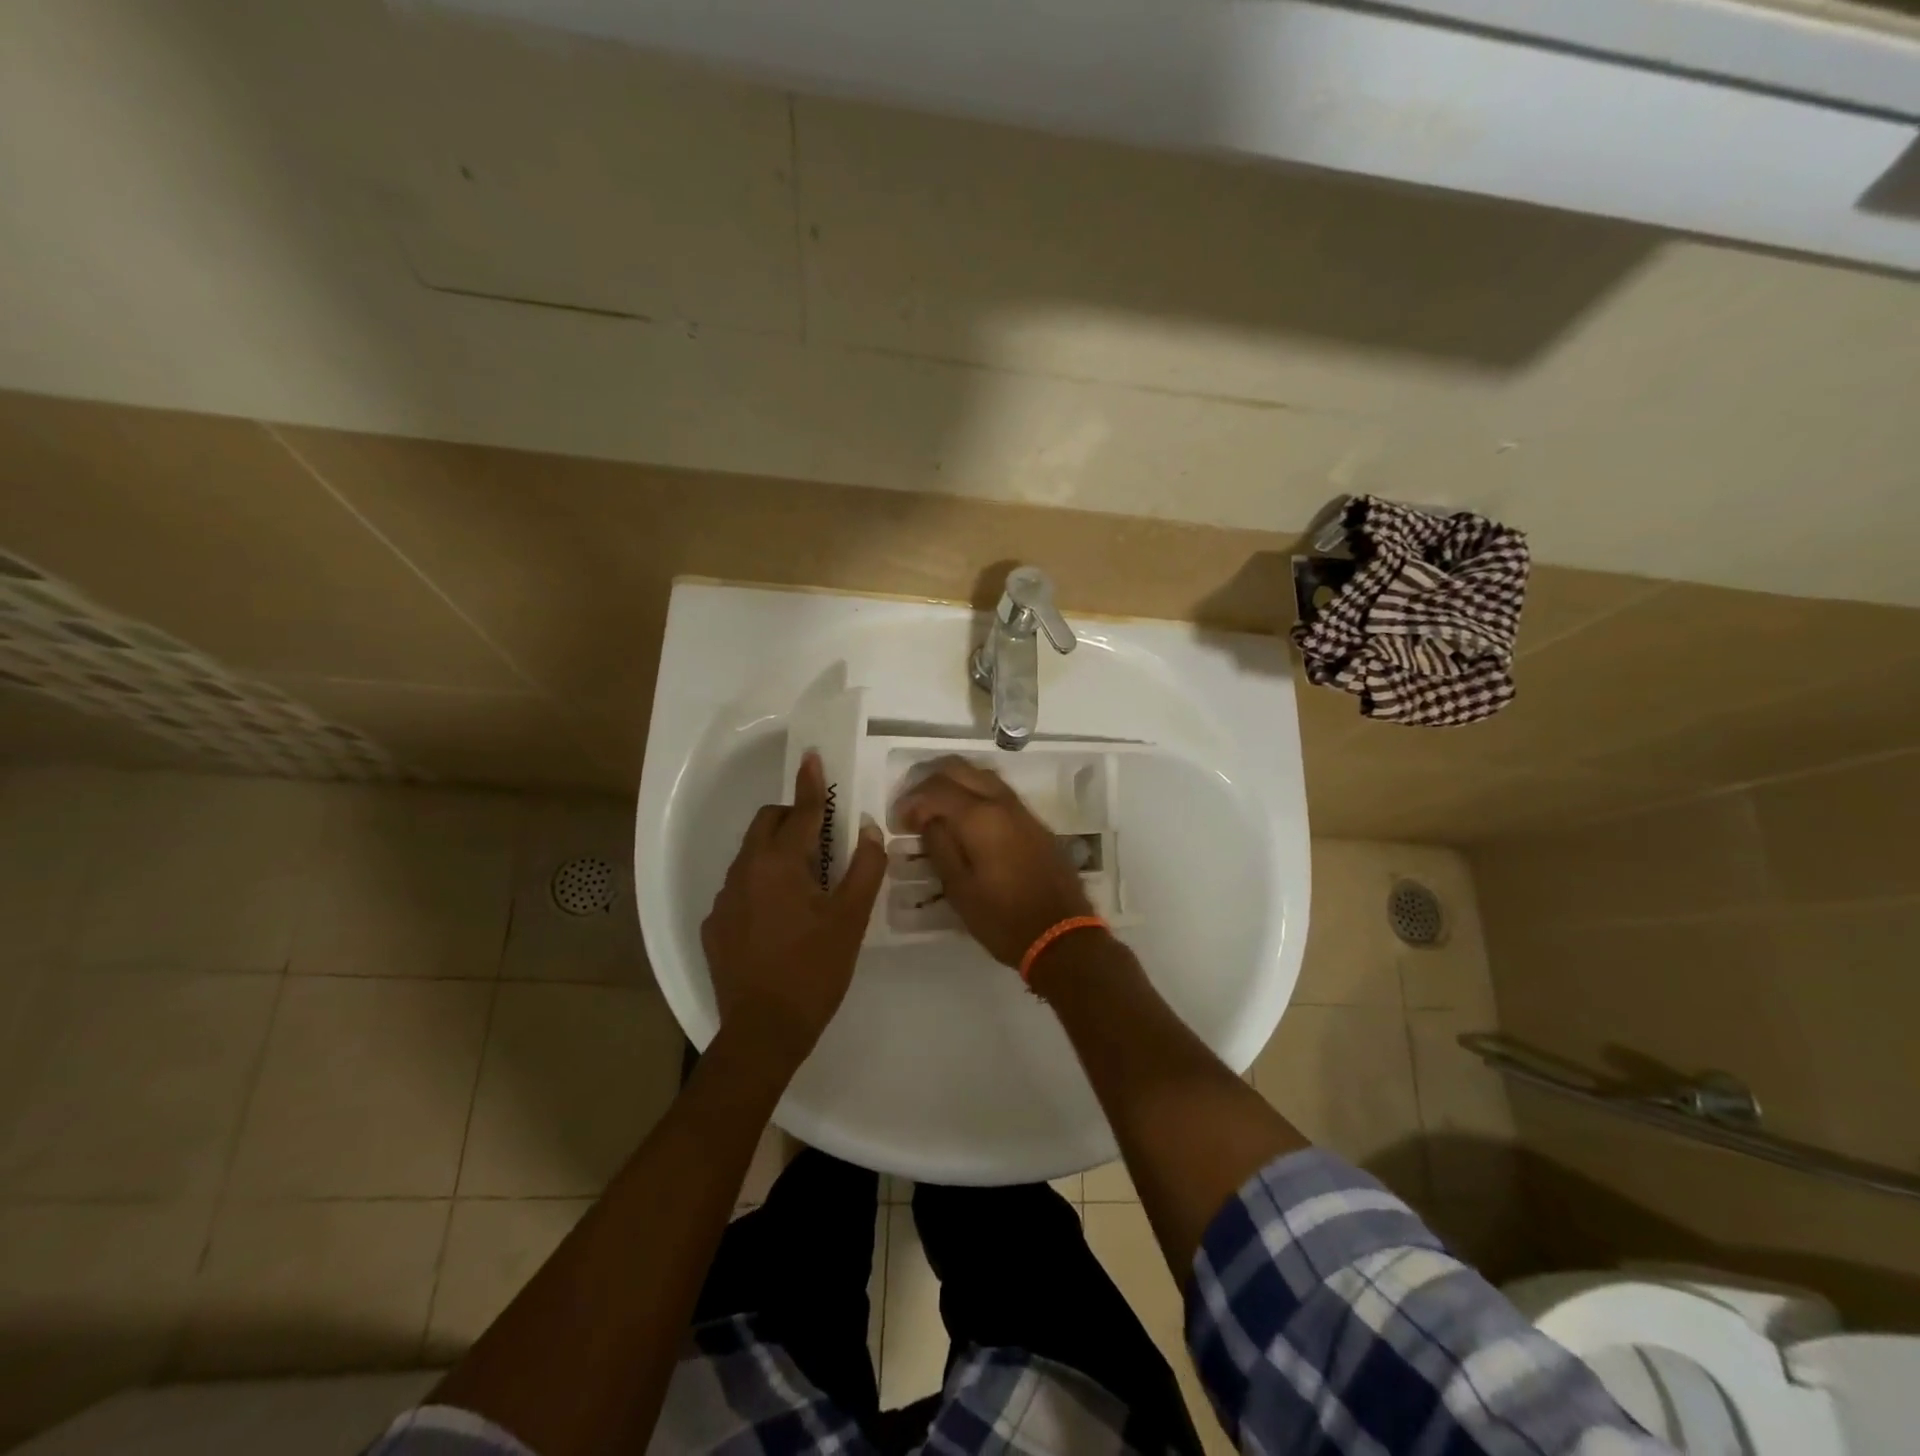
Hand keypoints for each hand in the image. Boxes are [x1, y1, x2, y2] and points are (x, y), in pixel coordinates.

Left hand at [701, 752, 885, 1058]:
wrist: (763, 1033)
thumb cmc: (814, 970)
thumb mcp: (850, 919)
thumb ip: (863, 868)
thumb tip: (867, 830)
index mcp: (779, 864)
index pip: (800, 811)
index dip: (809, 783)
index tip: (810, 755)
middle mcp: (744, 871)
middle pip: (767, 824)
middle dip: (793, 819)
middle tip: (824, 840)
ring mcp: (724, 899)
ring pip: (752, 855)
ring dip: (778, 853)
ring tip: (806, 885)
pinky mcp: (715, 925)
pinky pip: (740, 888)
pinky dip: (761, 885)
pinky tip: (780, 919)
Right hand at [893, 756, 1093, 966]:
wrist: (1061, 935)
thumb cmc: (1003, 918)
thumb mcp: (959, 889)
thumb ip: (939, 846)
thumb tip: (928, 820)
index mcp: (980, 817)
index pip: (936, 789)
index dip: (911, 801)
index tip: (899, 823)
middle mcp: (1002, 802)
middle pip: (959, 768)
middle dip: (929, 782)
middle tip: (914, 807)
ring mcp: (1022, 809)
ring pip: (981, 775)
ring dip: (954, 783)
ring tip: (936, 810)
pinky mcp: (1034, 822)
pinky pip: (998, 791)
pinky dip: (974, 793)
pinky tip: (965, 819)